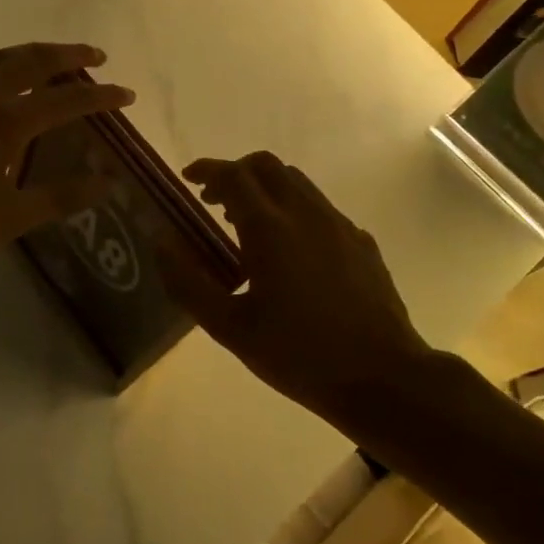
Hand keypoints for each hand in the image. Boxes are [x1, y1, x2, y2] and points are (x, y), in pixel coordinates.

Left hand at [0, 42, 133, 261]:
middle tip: (96, 54)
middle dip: (71, 53)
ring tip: (54, 60)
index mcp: (9, 121)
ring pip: (3, 58)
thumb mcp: (9, 217)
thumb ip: (61, 197)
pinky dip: (2, 72)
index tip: (128, 94)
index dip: (103, 96)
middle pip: (36, 59)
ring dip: (35, 54)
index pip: (70, 98)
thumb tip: (107, 183)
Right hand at [160, 151, 436, 421]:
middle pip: (267, 166)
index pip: (233, 175)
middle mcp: (305, 213)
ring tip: (249, 225)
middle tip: (216, 201)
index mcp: (270, 228)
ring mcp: (339, 225)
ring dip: (266, 189)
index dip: (207, 169)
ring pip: (297, 183)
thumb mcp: (230, 328)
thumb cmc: (299, 355)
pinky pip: (320, 208)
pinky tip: (292, 252)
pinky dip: (295, 211)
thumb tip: (161, 243)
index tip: (188, 178)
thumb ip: (189, 283)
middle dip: (236, 172)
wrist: (383, 377)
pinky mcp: (361, 242)